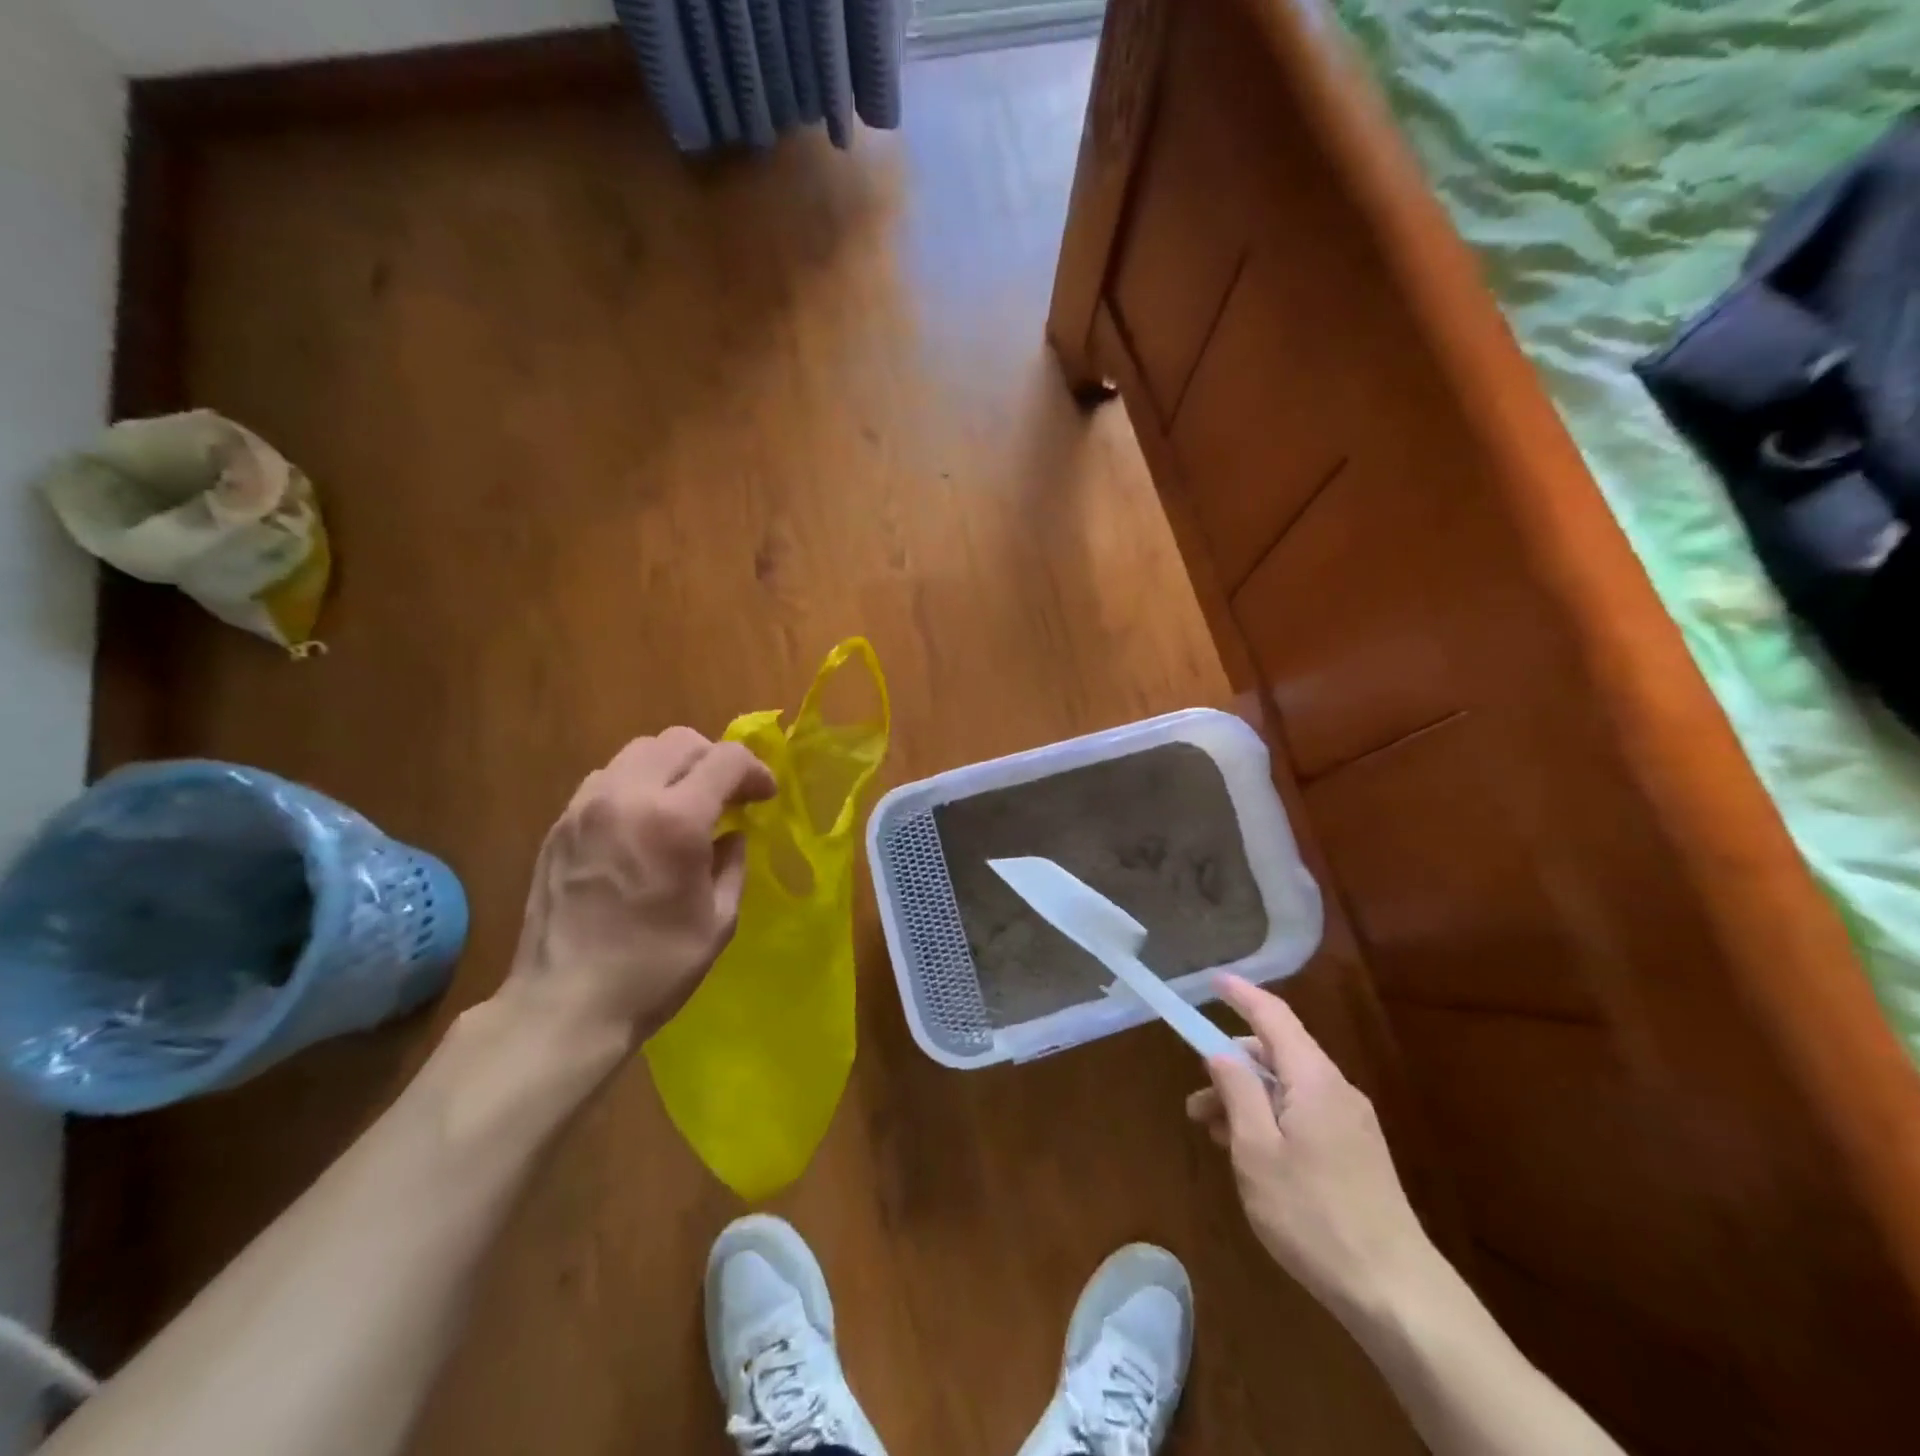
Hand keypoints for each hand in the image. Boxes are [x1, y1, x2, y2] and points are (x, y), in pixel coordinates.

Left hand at [504, 729, 775, 1041]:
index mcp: (674, 820)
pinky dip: (637, 784)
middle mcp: (626, 797)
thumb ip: (732, 863)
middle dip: (714, 760)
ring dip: (673, 767)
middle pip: (679, 741)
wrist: (564, 1006)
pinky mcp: (560, 825)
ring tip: (685, 804)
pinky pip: (607, 779)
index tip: (765, 797)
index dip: (755, 771)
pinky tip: (644, 823)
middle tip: (728, 796)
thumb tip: (732, 835)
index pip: (725, 759)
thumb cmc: (655, 968)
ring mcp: (585, 807)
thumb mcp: (719, 918)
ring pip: (639, 751)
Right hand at [1186, 975, 1433, 1314]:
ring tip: (1214, 1137)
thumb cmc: (1313, 1214)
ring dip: (1248, 1101)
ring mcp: (1352, 1122)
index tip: (1214, 980)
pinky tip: (1251, 1157)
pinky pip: (1304, 1115)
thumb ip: (1237, 1091)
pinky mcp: (1357, 1153)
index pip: (1273, 1016)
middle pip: (1277, 1055)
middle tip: (1195, 1103)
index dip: (1242, 994)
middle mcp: (1336, 1090)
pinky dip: (1270, 1120)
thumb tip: (1221, 1051)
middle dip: (1232, 1068)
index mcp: (1314, 1079)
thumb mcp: (1257, 1150)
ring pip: (1288, 1090)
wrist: (1396, 1293)